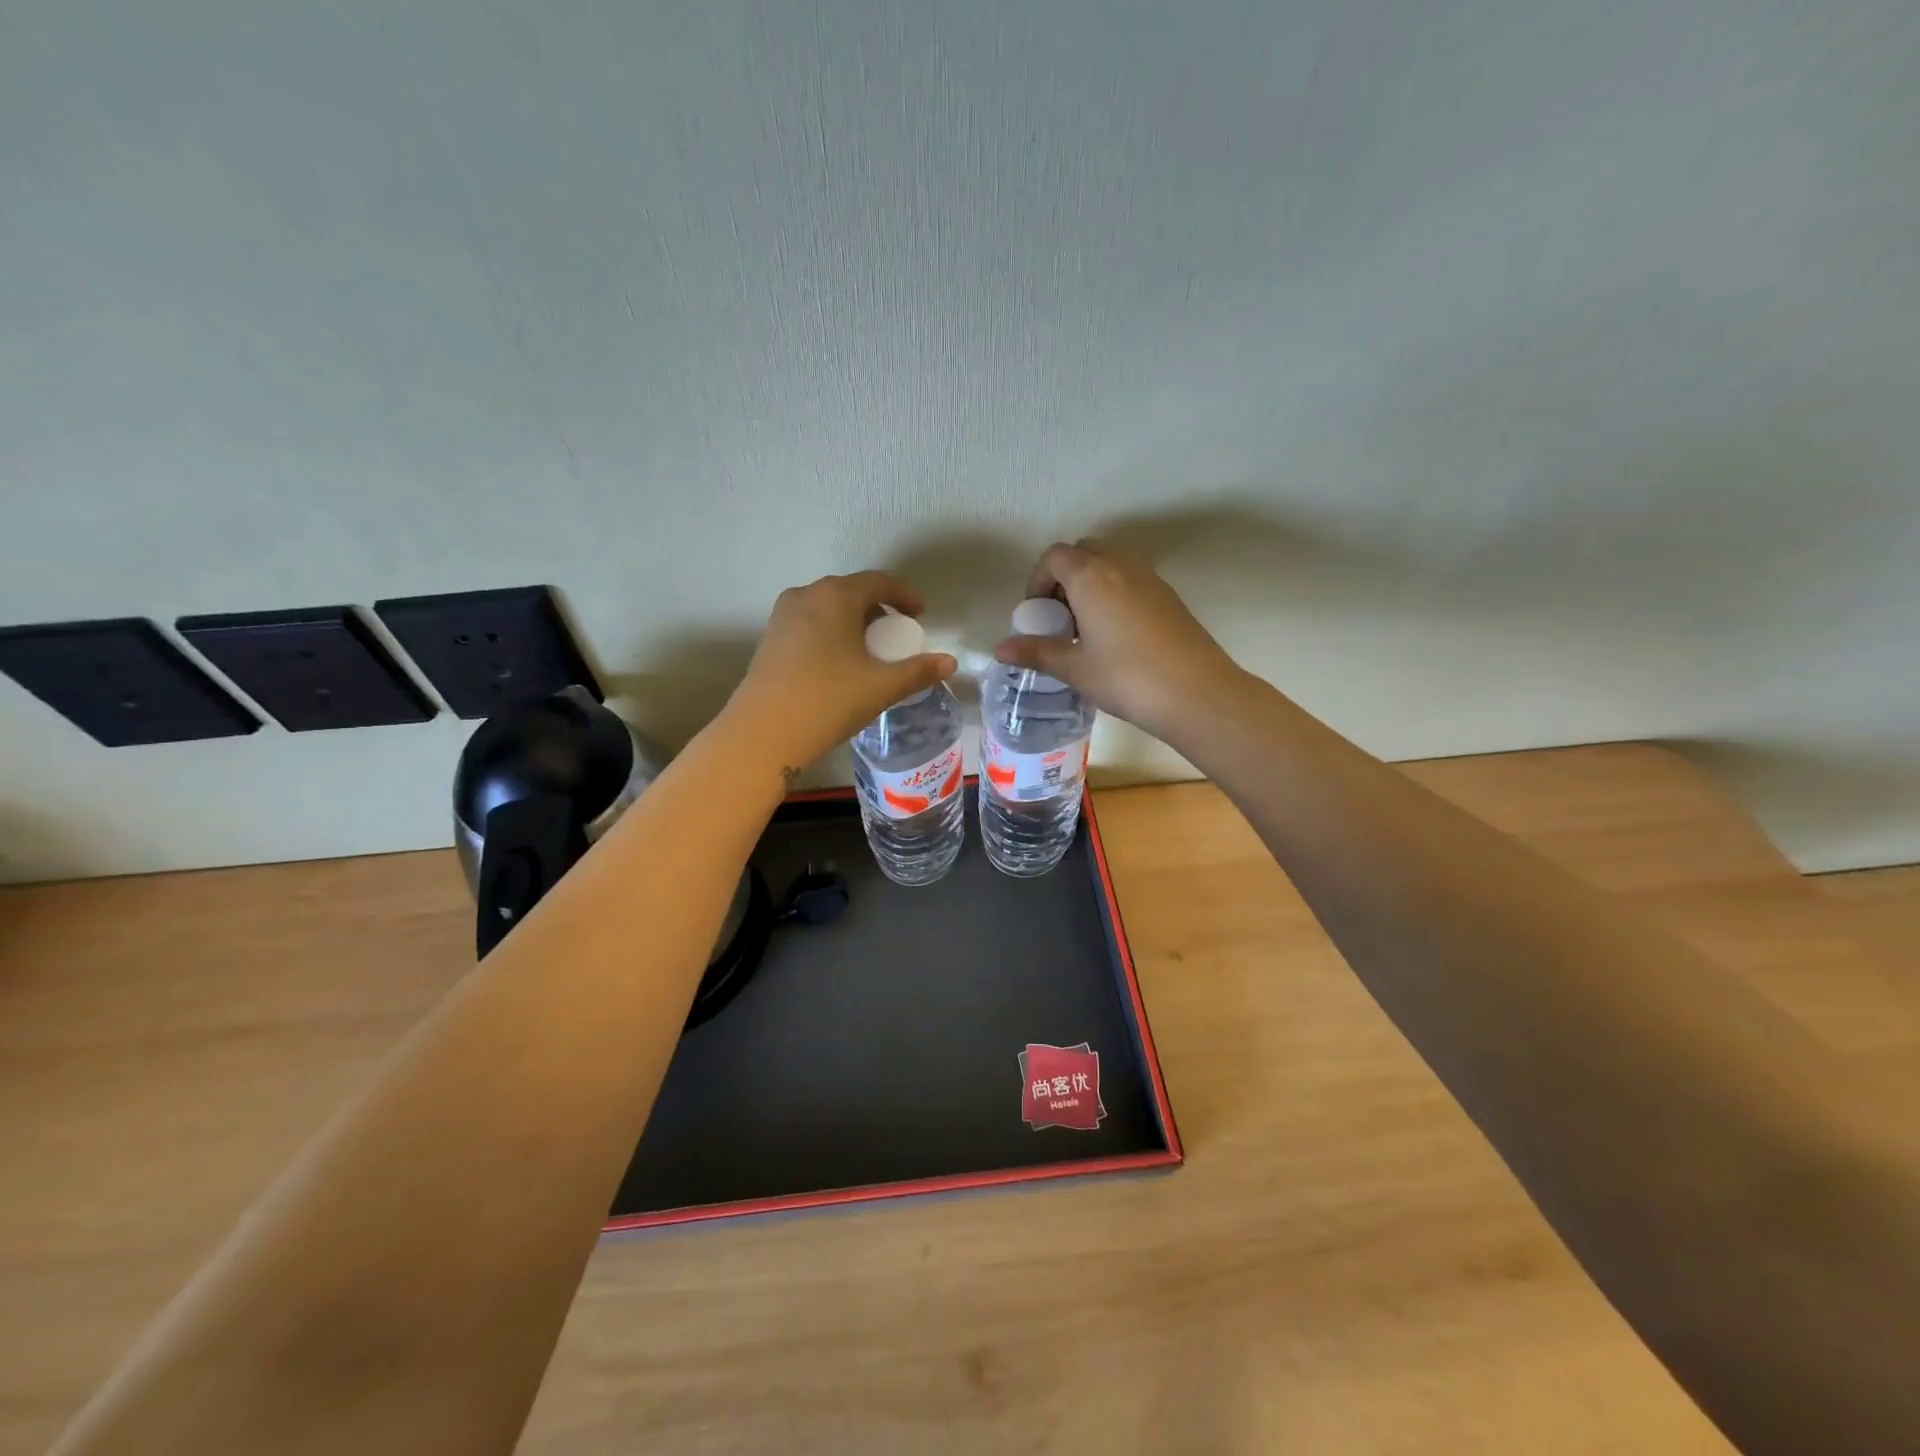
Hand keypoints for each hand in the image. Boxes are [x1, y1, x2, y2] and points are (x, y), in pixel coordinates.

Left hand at [726, 571, 956, 773]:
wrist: (764, 732)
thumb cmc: (829, 700)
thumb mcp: (881, 686)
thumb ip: (918, 671)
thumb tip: (950, 662)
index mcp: (836, 596)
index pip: (878, 582)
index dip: (904, 595)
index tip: (920, 615)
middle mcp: (806, 595)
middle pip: (851, 592)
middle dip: (878, 609)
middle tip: (896, 634)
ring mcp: (783, 615)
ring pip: (828, 607)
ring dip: (853, 621)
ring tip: (869, 649)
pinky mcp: (770, 637)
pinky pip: (810, 623)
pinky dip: (831, 632)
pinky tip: (839, 662)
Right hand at [993, 542, 1244, 745]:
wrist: (1197, 693)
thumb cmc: (1126, 678)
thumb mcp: (1075, 668)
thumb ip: (1037, 652)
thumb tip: (999, 649)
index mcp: (1092, 576)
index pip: (1055, 556)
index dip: (1038, 580)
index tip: (1037, 614)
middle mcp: (1121, 566)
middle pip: (1084, 552)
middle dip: (1064, 577)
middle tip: (1059, 617)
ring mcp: (1150, 578)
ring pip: (1111, 564)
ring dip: (1090, 584)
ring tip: (1085, 628)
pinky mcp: (1169, 596)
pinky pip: (1132, 580)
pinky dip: (1114, 593)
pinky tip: (1115, 636)